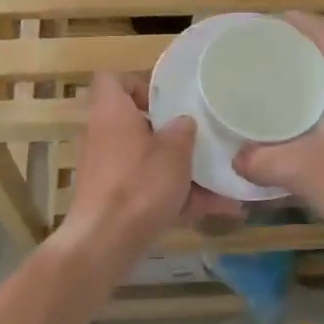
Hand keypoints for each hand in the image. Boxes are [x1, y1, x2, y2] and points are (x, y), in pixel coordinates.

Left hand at [62, 73, 240, 262]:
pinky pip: (148, 190)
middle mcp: (103, 137)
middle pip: (136, 123)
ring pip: (148, 161)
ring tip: (220, 180)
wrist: (105, 242)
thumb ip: (183, 130)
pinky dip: (176, 197)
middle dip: (169, 132)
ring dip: (180, 170)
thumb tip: (183, 122)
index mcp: (111, 113)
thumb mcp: (174, 151)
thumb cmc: (140, 184)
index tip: (168, 98)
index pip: (113, 80)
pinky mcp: (113, 201)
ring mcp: (106, 171)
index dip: (139, 83)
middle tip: (198, 136)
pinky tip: (214, 209)